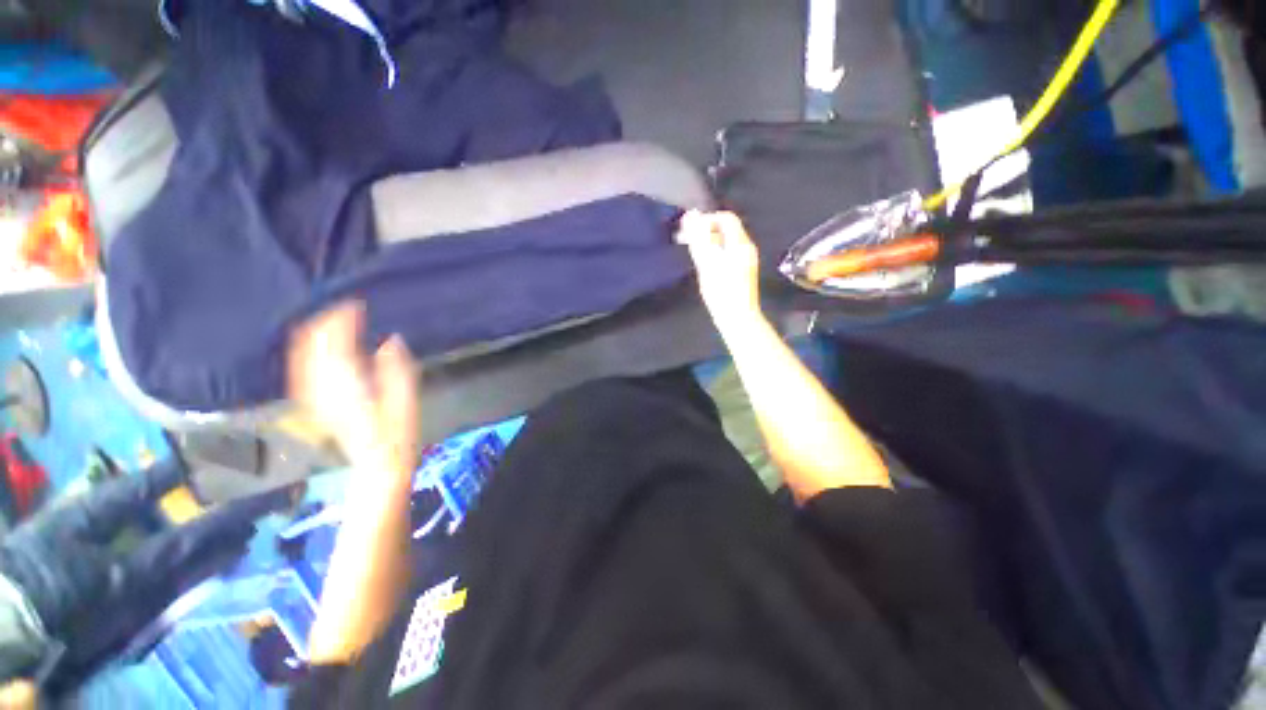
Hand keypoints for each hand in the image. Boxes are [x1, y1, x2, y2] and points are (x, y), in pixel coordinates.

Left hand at [287, 302, 419, 471]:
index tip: (355, 304)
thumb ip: (397, 369)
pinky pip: (303, 368)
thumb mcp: (406, 401)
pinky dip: (309, 350)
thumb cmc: (397, 434)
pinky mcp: (315, 402)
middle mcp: (322, 387)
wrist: (377, 464)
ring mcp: (315, 395)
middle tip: (345, 308)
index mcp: (347, 384)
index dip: (341, 320)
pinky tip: (319, 345)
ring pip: (303, 355)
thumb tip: (391, 340)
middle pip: (312, 345)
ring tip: (334, 319)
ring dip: (316, 334)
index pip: (334, 343)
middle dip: (325, 322)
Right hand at [676, 210, 761, 327]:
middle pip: (726, 229)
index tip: (691, 231)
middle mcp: (746, 248)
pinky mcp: (742, 271)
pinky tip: (705, 265)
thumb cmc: (722, 292)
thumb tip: (692, 217)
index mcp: (740, 244)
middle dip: (706, 231)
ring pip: (726, 242)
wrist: (737, 317)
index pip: (726, 218)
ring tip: (694, 253)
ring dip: (709, 243)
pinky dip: (715, 253)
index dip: (707, 219)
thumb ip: (699, 239)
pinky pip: (727, 253)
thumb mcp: (707, 263)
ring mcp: (746, 260)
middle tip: (688, 240)